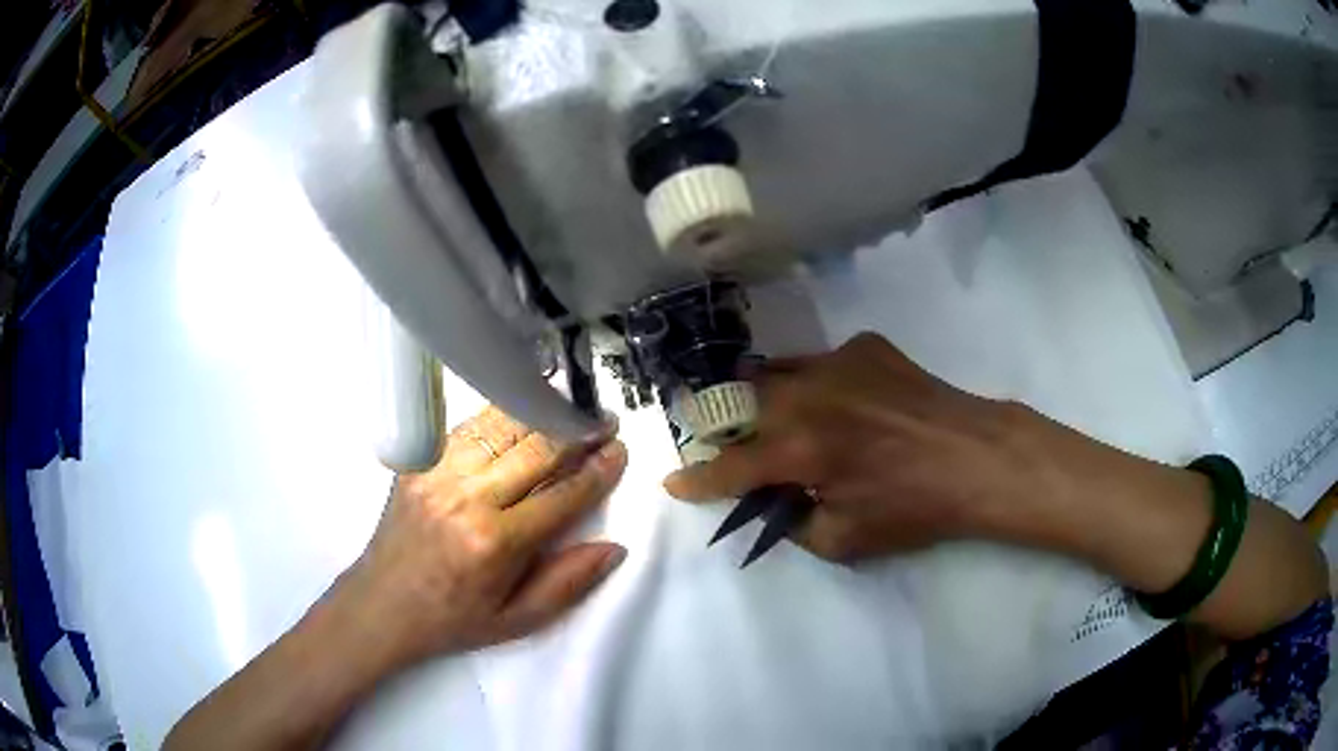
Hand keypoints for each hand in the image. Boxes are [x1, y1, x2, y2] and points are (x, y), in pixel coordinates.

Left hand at [340, 406, 627, 668]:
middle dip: (577, 431)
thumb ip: (568, 583)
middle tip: (606, 420)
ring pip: (501, 426)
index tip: (620, 450)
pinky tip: (520, 413)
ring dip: (541, 411)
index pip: (562, 495)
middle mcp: (467, 498)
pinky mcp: (418, 461)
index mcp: (495, 543)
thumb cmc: (453, 619)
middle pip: (535, 448)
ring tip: (569, 407)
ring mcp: (437, 472)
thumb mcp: (518, 620)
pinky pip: (467, 427)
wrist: (382, 603)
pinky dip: (500, 416)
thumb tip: (614, 547)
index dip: (597, 471)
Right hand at [664, 333, 1036, 561]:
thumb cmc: (915, 507)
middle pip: (741, 403)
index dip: (698, 480)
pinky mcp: (866, 346)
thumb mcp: (844, 541)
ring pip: (776, 372)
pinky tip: (837, 402)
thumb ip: (793, 524)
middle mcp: (807, 395)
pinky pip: (820, 361)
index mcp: (800, 449)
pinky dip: (814, 383)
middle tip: (729, 444)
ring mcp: (837, 362)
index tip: (674, 482)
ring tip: (768, 415)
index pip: (730, 466)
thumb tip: (774, 502)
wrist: (977, 458)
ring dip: (763, 396)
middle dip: (724, 427)